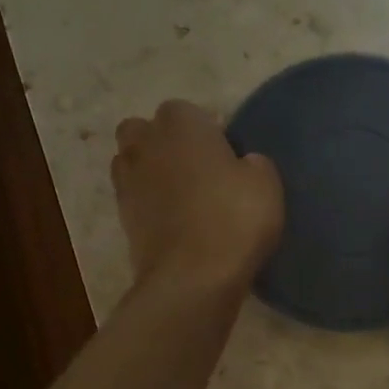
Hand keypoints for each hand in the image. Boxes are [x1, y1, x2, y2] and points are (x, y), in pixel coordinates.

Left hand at [113, 101, 283, 293]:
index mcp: (181, 124)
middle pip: (144, 130)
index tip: (224, 152)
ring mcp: (127, 181)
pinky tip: (172, 219)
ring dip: (150, 170)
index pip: (186, 110)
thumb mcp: (266, 184)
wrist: (192, 278)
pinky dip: (147, 202)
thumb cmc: (234, 219)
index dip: (205, 129)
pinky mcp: (122, 217)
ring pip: (131, 161)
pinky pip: (133, 196)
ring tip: (181, 194)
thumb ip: (253, 163)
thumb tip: (243, 164)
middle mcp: (145, 144)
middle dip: (163, 141)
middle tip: (196, 167)